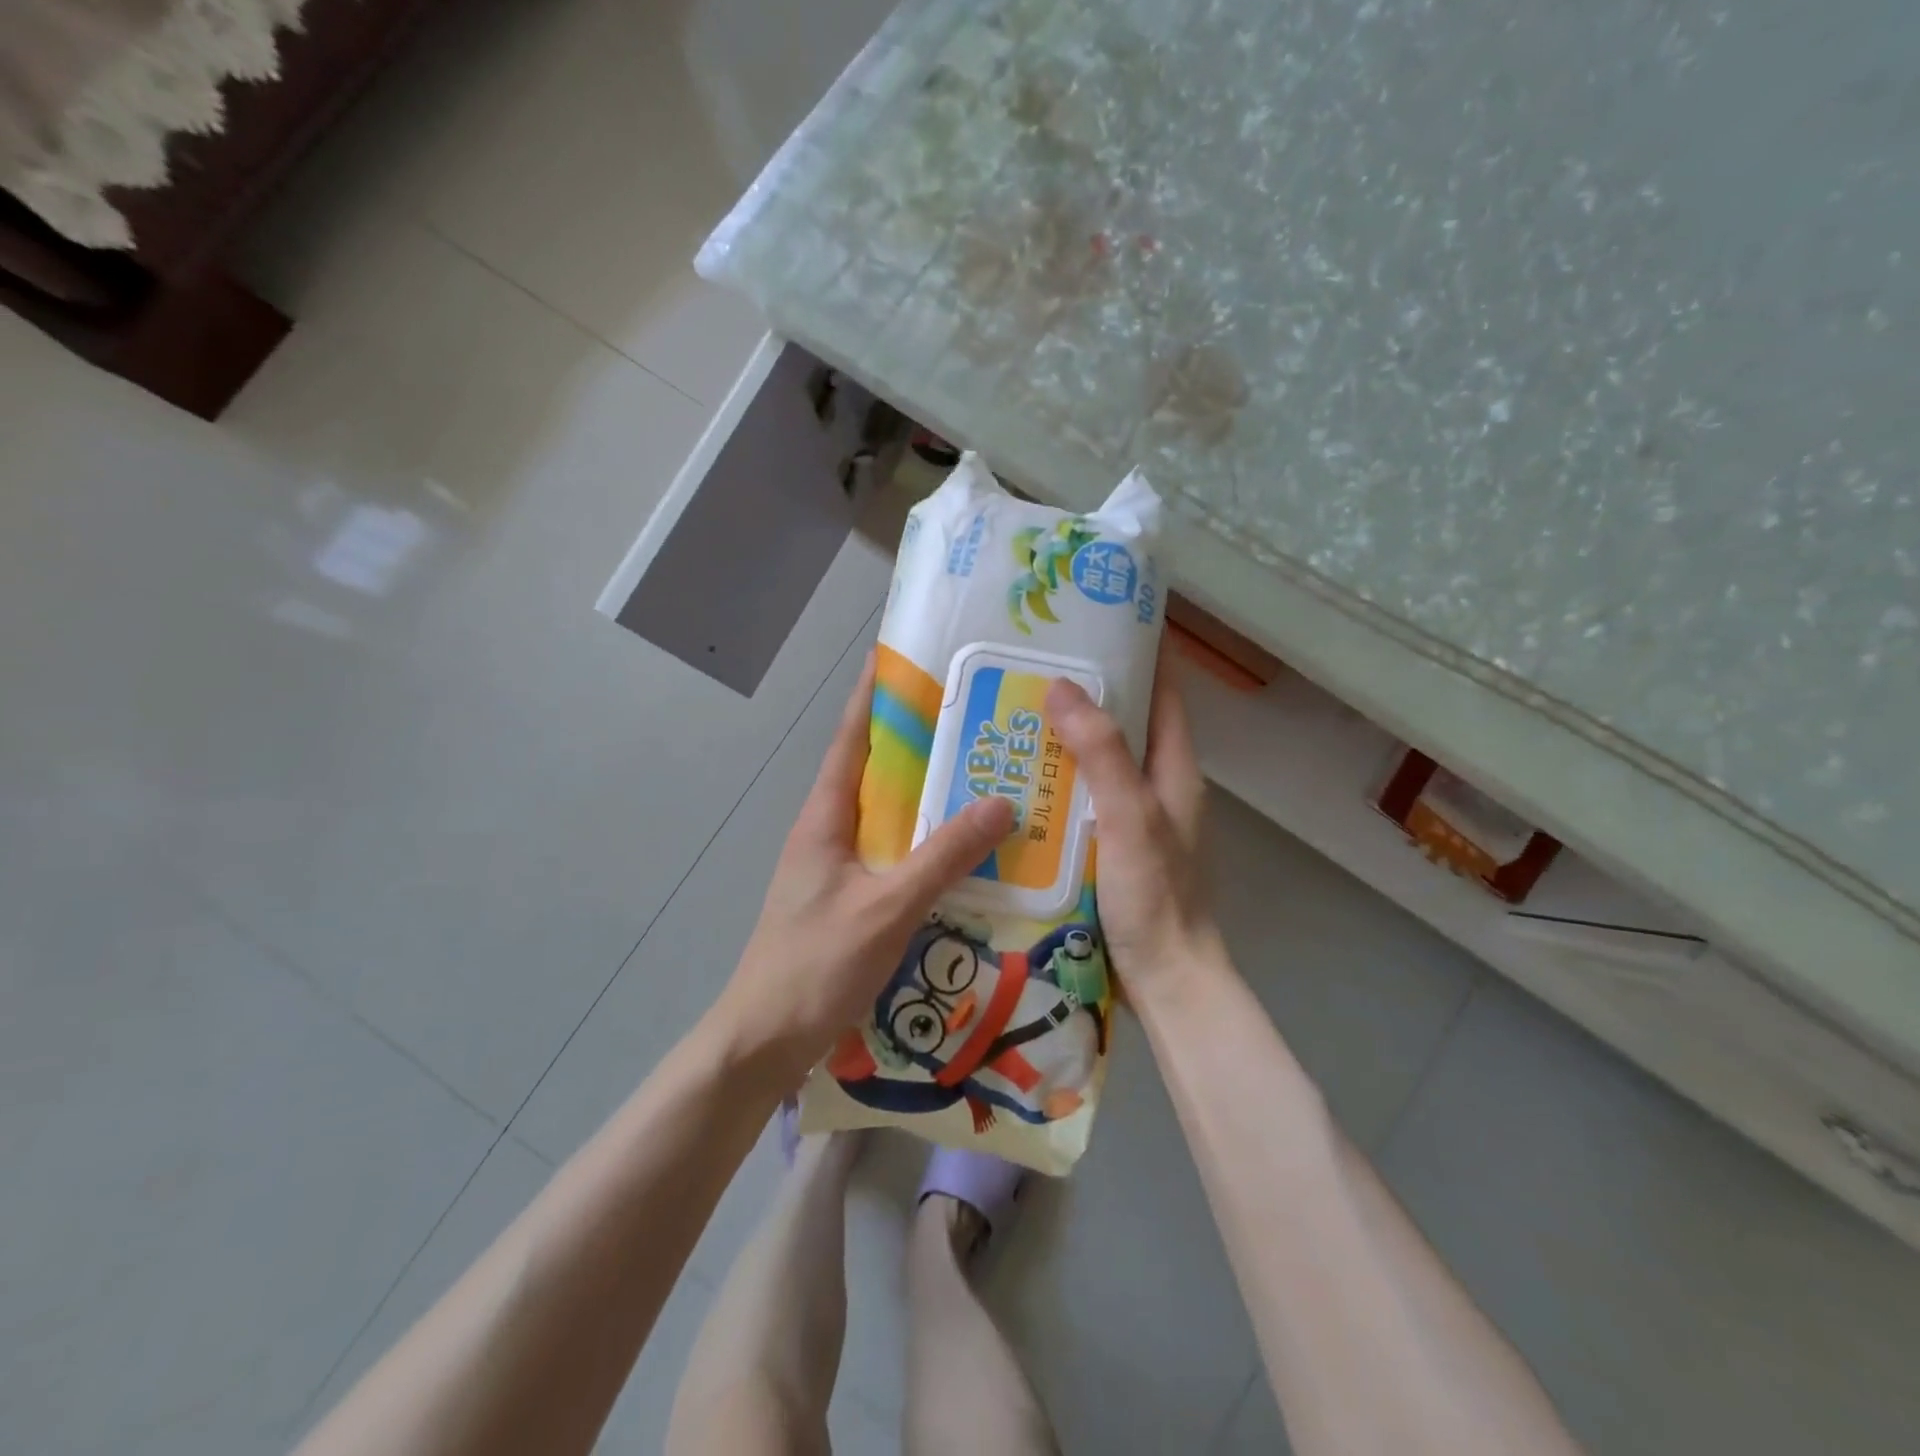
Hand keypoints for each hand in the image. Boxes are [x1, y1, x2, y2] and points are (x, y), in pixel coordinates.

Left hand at [708, 652, 1015, 1085]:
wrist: (765, 1040)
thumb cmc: (816, 964)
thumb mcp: (887, 907)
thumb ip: (943, 856)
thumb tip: (1001, 803)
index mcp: (824, 818)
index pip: (850, 740)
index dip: (873, 697)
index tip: (900, 658)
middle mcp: (828, 832)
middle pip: (874, 772)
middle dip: (915, 743)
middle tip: (970, 720)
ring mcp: (836, 868)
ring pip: (886, 816)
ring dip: (924, 795)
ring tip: (978, 776)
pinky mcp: (848, 899)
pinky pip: (892, 854)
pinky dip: (924, 842)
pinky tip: (961, 851)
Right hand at [1046, 651, 1221, 1007]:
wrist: (1165, 978)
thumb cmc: (1155, 895)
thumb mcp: (1130, 816)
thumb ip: (1101, 753)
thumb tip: (1061, 685)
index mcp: (1174, 768)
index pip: (1163, 691)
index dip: (1140, 652)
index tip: (1096, 621)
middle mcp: (1156, 785)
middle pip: (1125, 722)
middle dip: (1087, 691)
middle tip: (1032, 664)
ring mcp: (1132, 817)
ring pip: (1098, 760)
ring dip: (1065, 736)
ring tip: (1013, 711)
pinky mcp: (1109, 845)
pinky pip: (1080, 797)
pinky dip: (1055, 780)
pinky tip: (1016, 778)